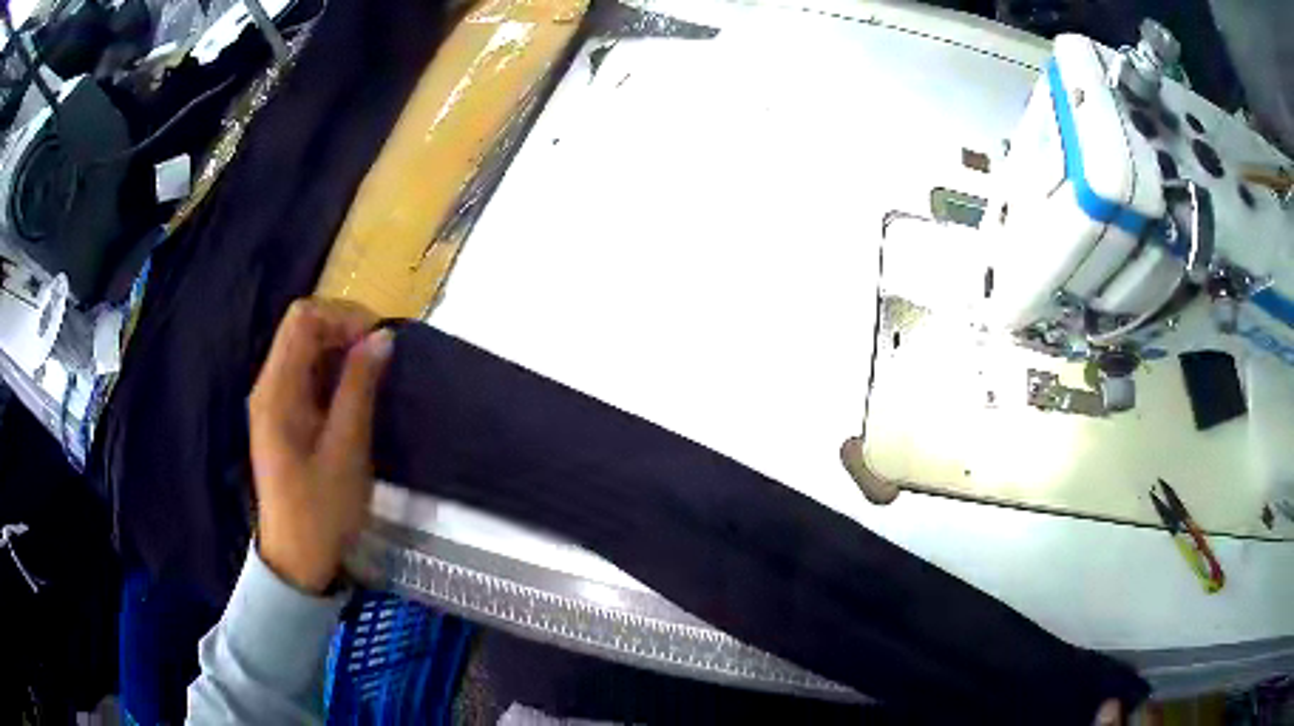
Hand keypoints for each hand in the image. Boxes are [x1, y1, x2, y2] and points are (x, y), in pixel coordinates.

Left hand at [249, 298, 391, 593]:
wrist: (298, 559)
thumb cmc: (322, 510)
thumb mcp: (347, 448)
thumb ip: (360, 387)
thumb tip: (382, 337)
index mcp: (277, 390)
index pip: (304, 318)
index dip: (343, 317)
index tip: (378, 343)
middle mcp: (269, 385)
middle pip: (303, 328)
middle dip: (344, 331)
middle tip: (381, 359)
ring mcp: (273, 401)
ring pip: (305, 350)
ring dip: (341, 352)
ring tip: (374, 377)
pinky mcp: (282, 417)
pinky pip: (306, 376)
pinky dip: (333, 374)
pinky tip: (354, 396)